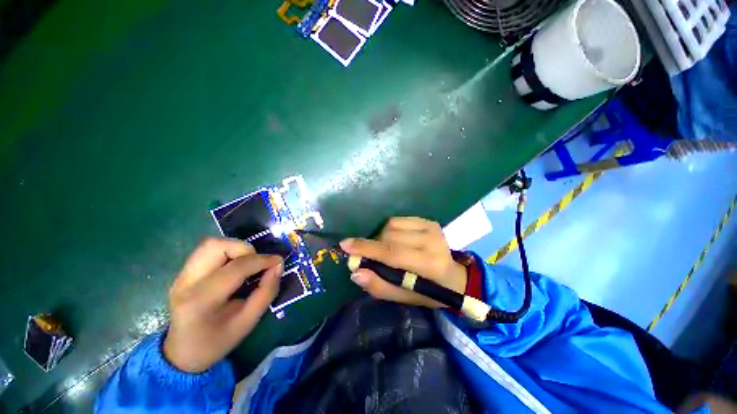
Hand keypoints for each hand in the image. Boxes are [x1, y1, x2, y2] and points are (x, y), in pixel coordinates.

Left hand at [163, 237, 281, 372]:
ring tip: (246, 264)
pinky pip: (208, 251)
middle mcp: (186, 283)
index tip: (278, 261)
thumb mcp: (248, 323)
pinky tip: (234, 267)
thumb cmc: (217, 342)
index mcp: (201, 301)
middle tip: (257, 263)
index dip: (262, 260)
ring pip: (211, 244)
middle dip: (245, 249)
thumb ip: (266, 292)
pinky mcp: (183, 273)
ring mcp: (181, 276)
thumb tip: (278, 265)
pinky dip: (228, 252)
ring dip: (236, 248)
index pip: (236, 268)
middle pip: (216, 246)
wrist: (182, 354)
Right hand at [340, 217, 466, 307]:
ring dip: (382, 238)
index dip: (366, 249)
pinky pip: (398, 220)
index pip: (392, 253)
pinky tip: (396, 240)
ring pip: (391, 226)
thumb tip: (355, 272)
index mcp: (429, 264)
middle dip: (374, 246)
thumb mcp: (404, 297)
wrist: (454, 276)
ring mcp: (432, 228)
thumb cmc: (428, 291)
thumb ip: (379, 286)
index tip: (345, 245)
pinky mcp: (429, 221)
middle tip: (372, 257)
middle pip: (388, 237)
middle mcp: (432, 241)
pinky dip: (390, 229)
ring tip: (387, 250)